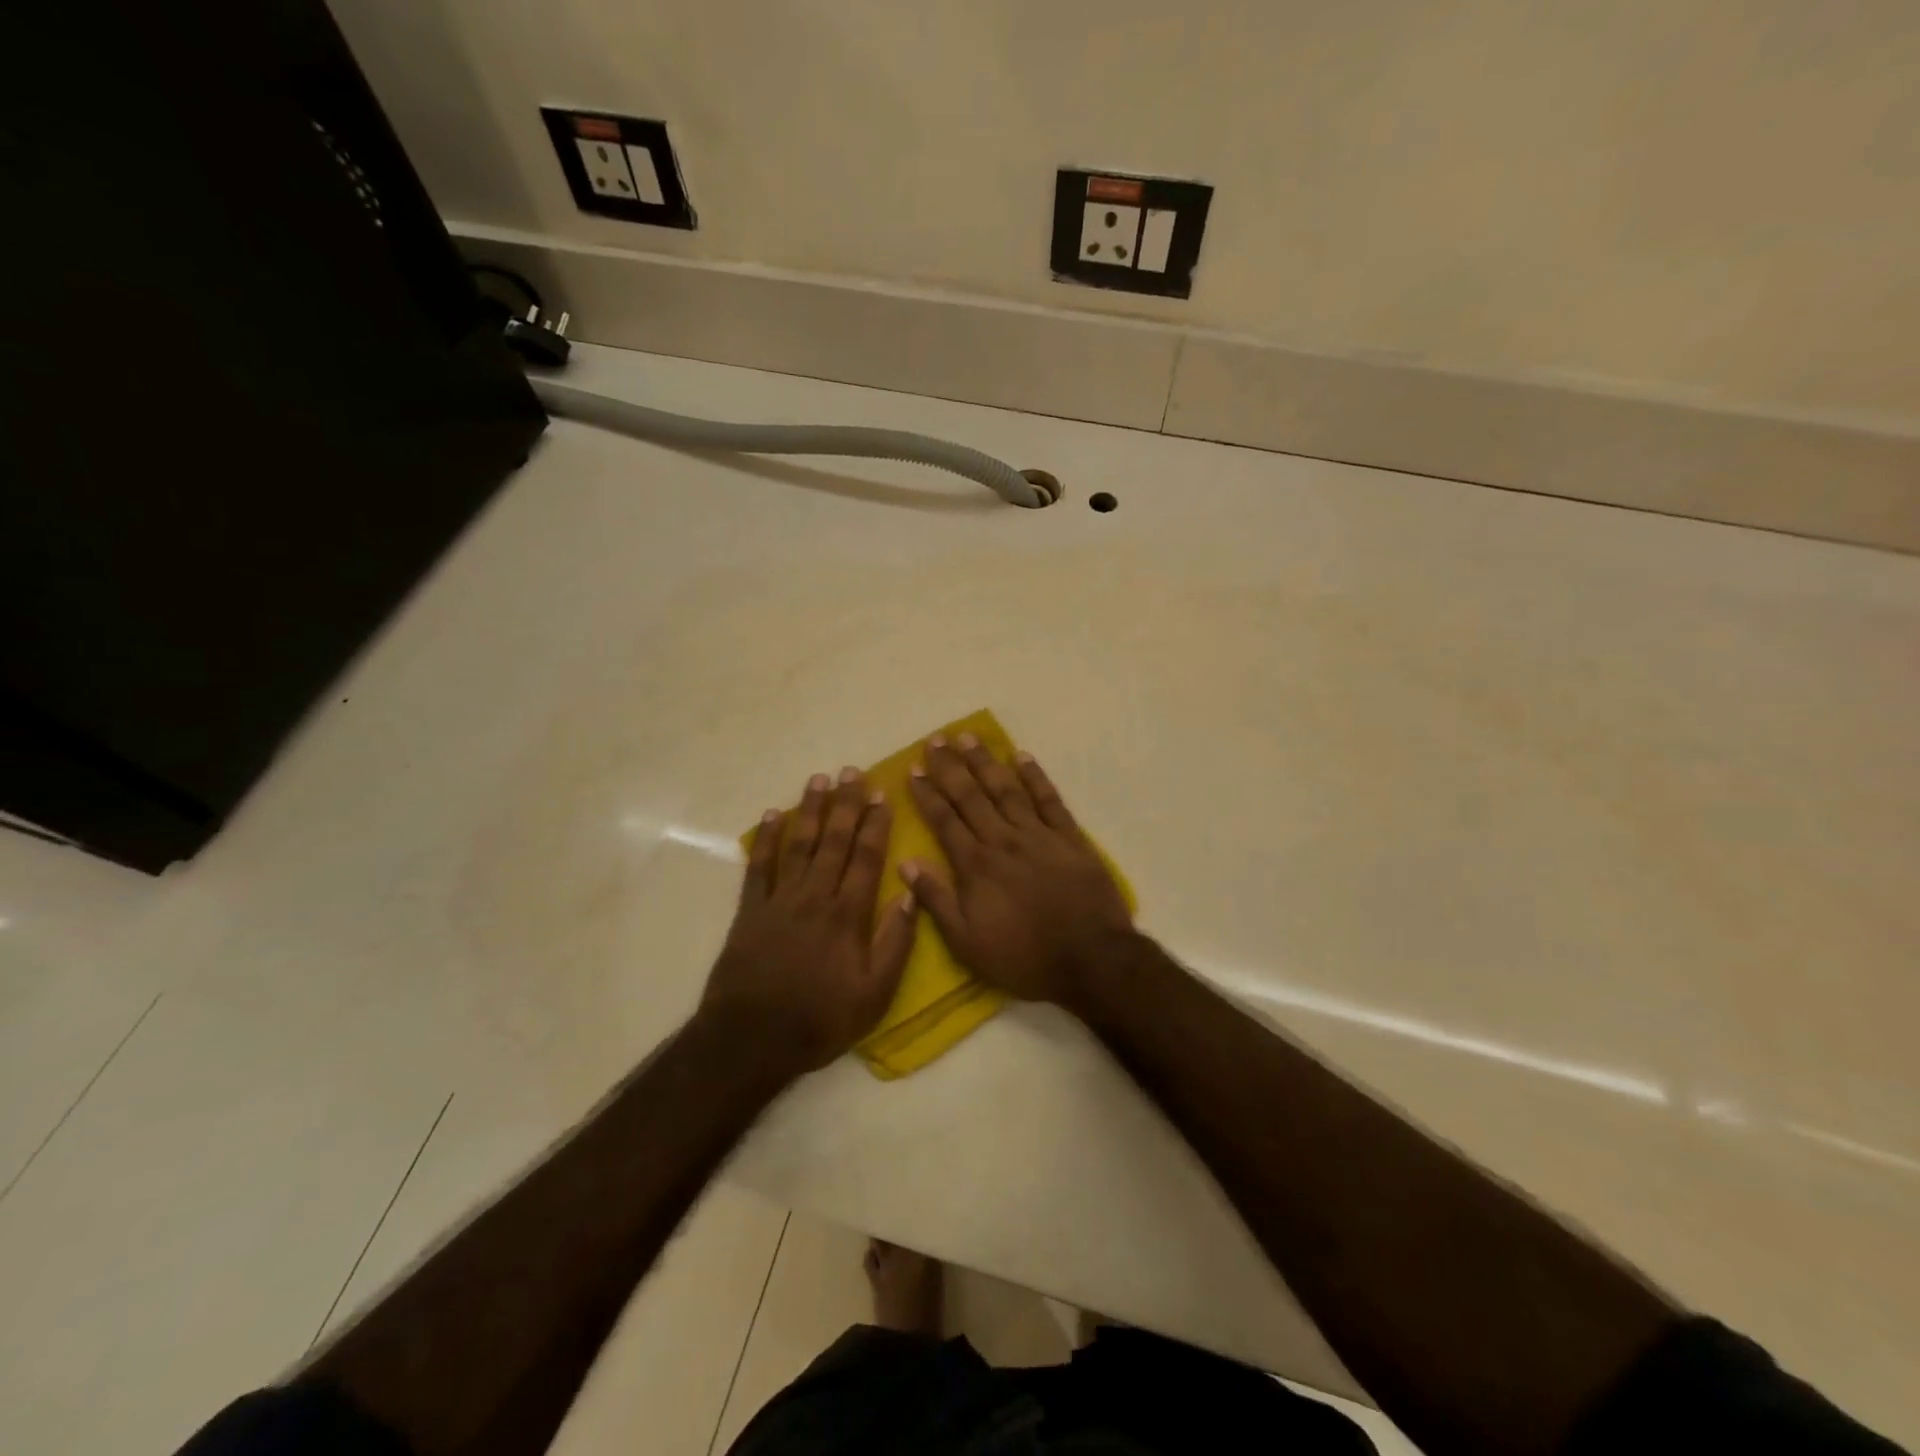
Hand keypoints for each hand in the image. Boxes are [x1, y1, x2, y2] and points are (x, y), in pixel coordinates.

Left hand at [701, 768, 916, 1075]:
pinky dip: (765, 839)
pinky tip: (773, 814)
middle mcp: (815, 897)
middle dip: (845, 804)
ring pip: (799, 844)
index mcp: (847, 915)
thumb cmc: (820, 1019)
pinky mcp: (750, 911)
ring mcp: (779, 901)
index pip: (866, 858)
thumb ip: (895, 943)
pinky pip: (759, 867)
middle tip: (852, 771)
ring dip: (810, 810)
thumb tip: (911, 895)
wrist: (751, 1039)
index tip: (882, 795)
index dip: (875, 825)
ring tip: (819, 779)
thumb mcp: (874, 994)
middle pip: (834, 841)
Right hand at [902, 734, 1133, 1008]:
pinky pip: (1049, 799)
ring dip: (985, 762)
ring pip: (1006, 789)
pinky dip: (1035, 776)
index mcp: (976, 865)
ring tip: (968, 737)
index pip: (944, 820)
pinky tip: (1022, 756)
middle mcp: (1003, 840)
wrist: (1091, 959)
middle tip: (935, 740)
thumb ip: (936, 901)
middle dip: (950, 767)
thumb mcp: (967, 943)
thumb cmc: (1024, 956)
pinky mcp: (1069, 838)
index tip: (913, 770)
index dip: (927, 794)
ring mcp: (1038, 835)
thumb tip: (906, 863)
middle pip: (971, 796)